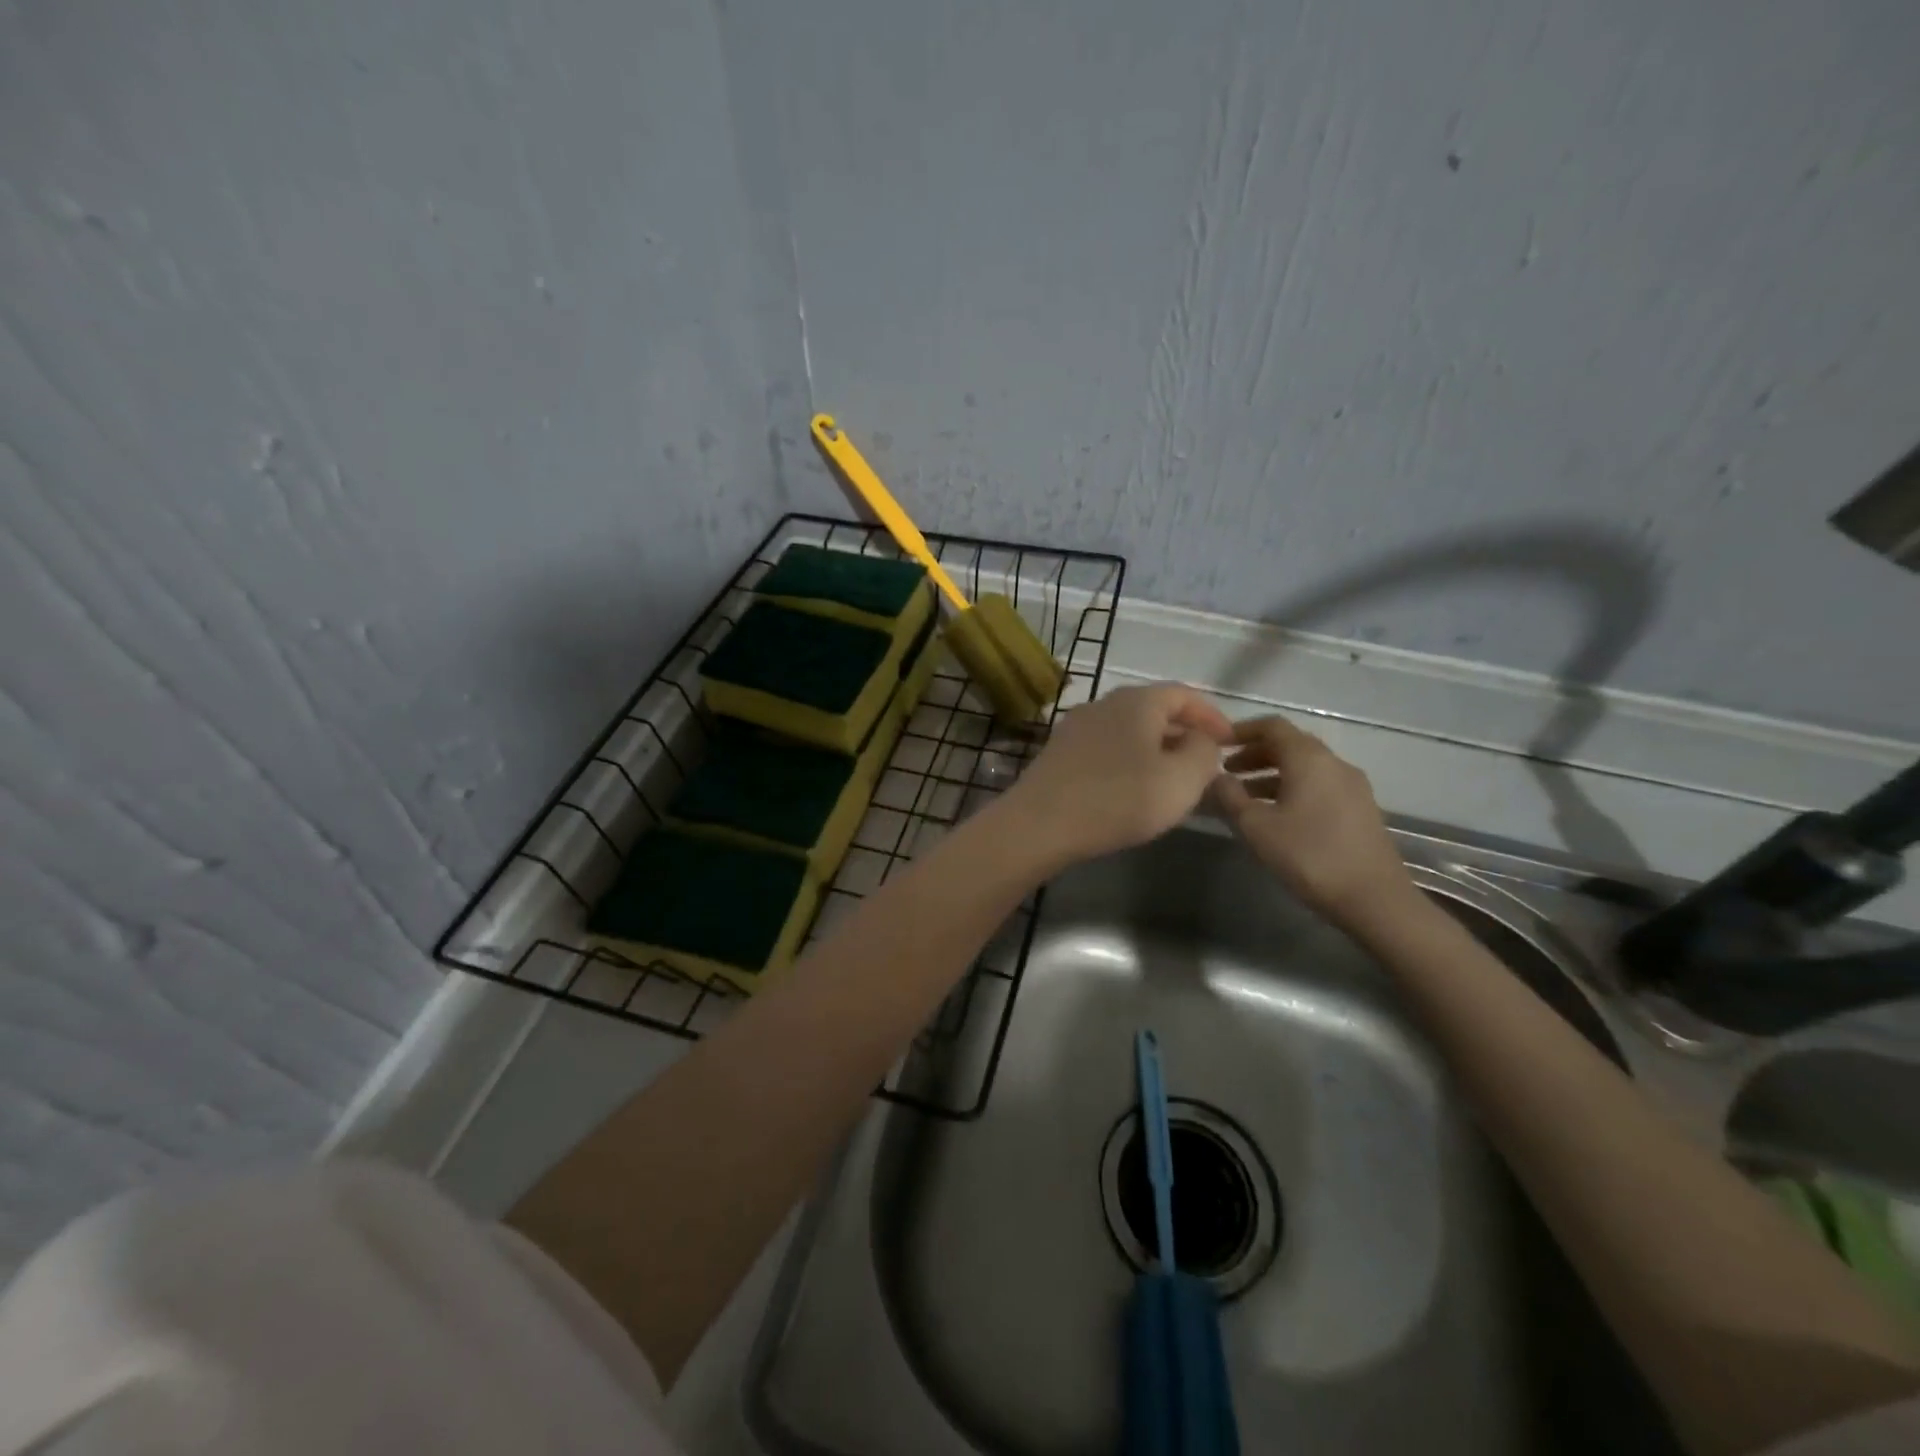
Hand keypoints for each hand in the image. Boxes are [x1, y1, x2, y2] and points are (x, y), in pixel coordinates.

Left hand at [1005, 683, 1234, 864]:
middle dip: (1183, 734)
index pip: (1183, 694)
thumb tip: (1200, 739)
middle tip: (1203, 764)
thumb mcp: (1182, 779)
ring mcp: (1076, 727)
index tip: (1230, 743)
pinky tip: (1131, 789)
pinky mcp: (1059, 753)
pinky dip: (1128, 761)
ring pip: (1128, 730)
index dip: (1211, 716)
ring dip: (1155, 749)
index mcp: (1137, 701)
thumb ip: (1204, 752)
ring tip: (1171, 780)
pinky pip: (1106, 748)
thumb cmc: (1119, 799)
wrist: (1040, 824)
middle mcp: (1103, 704)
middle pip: (1153, 710)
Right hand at [1210, 715, 1414, 925]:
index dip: (1241, 730)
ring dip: (1272, 774)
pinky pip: (1319, 785)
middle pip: (1290, 744)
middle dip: (1255, 754)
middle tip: (1227, 772)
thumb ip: (1230, 796)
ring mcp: (1352, 786)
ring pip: (1305, 767)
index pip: (1272, 726)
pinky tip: (1277, 815)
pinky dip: (1292, 788)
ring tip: (1245, 797)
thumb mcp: (1256, 827)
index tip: (1216, 745)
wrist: (1374, 899)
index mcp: (1309, 758)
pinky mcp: (1360, 809)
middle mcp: (1334, 763)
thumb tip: (1215, 776)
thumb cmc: (1309, 856)